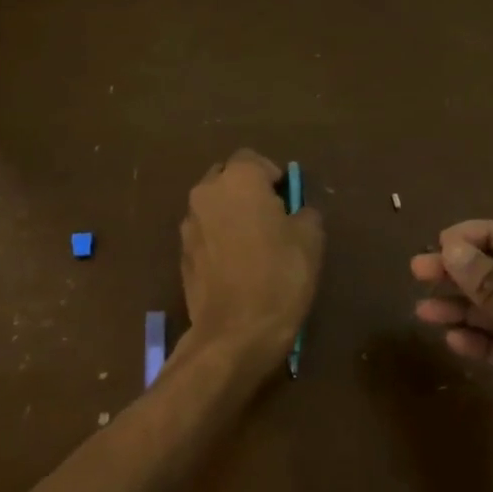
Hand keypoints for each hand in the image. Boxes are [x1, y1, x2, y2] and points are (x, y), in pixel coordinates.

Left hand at [177, 149, 324, 376]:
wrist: (235, 332)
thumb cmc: (279, 275)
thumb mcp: (310, 239)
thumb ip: (304, 212)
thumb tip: (297, 211)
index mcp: (238, 179)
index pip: (254, 159)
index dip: (273, 176)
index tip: (288, 201)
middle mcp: (206, 193)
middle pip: (228, 178)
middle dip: (247, 191)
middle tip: (272, 218)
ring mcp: (189, 224)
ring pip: (213, 206)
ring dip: (231, 215)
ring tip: (254, 244)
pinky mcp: (182, 254)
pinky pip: (205, 233)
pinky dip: (219, 239)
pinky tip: (237, 266)